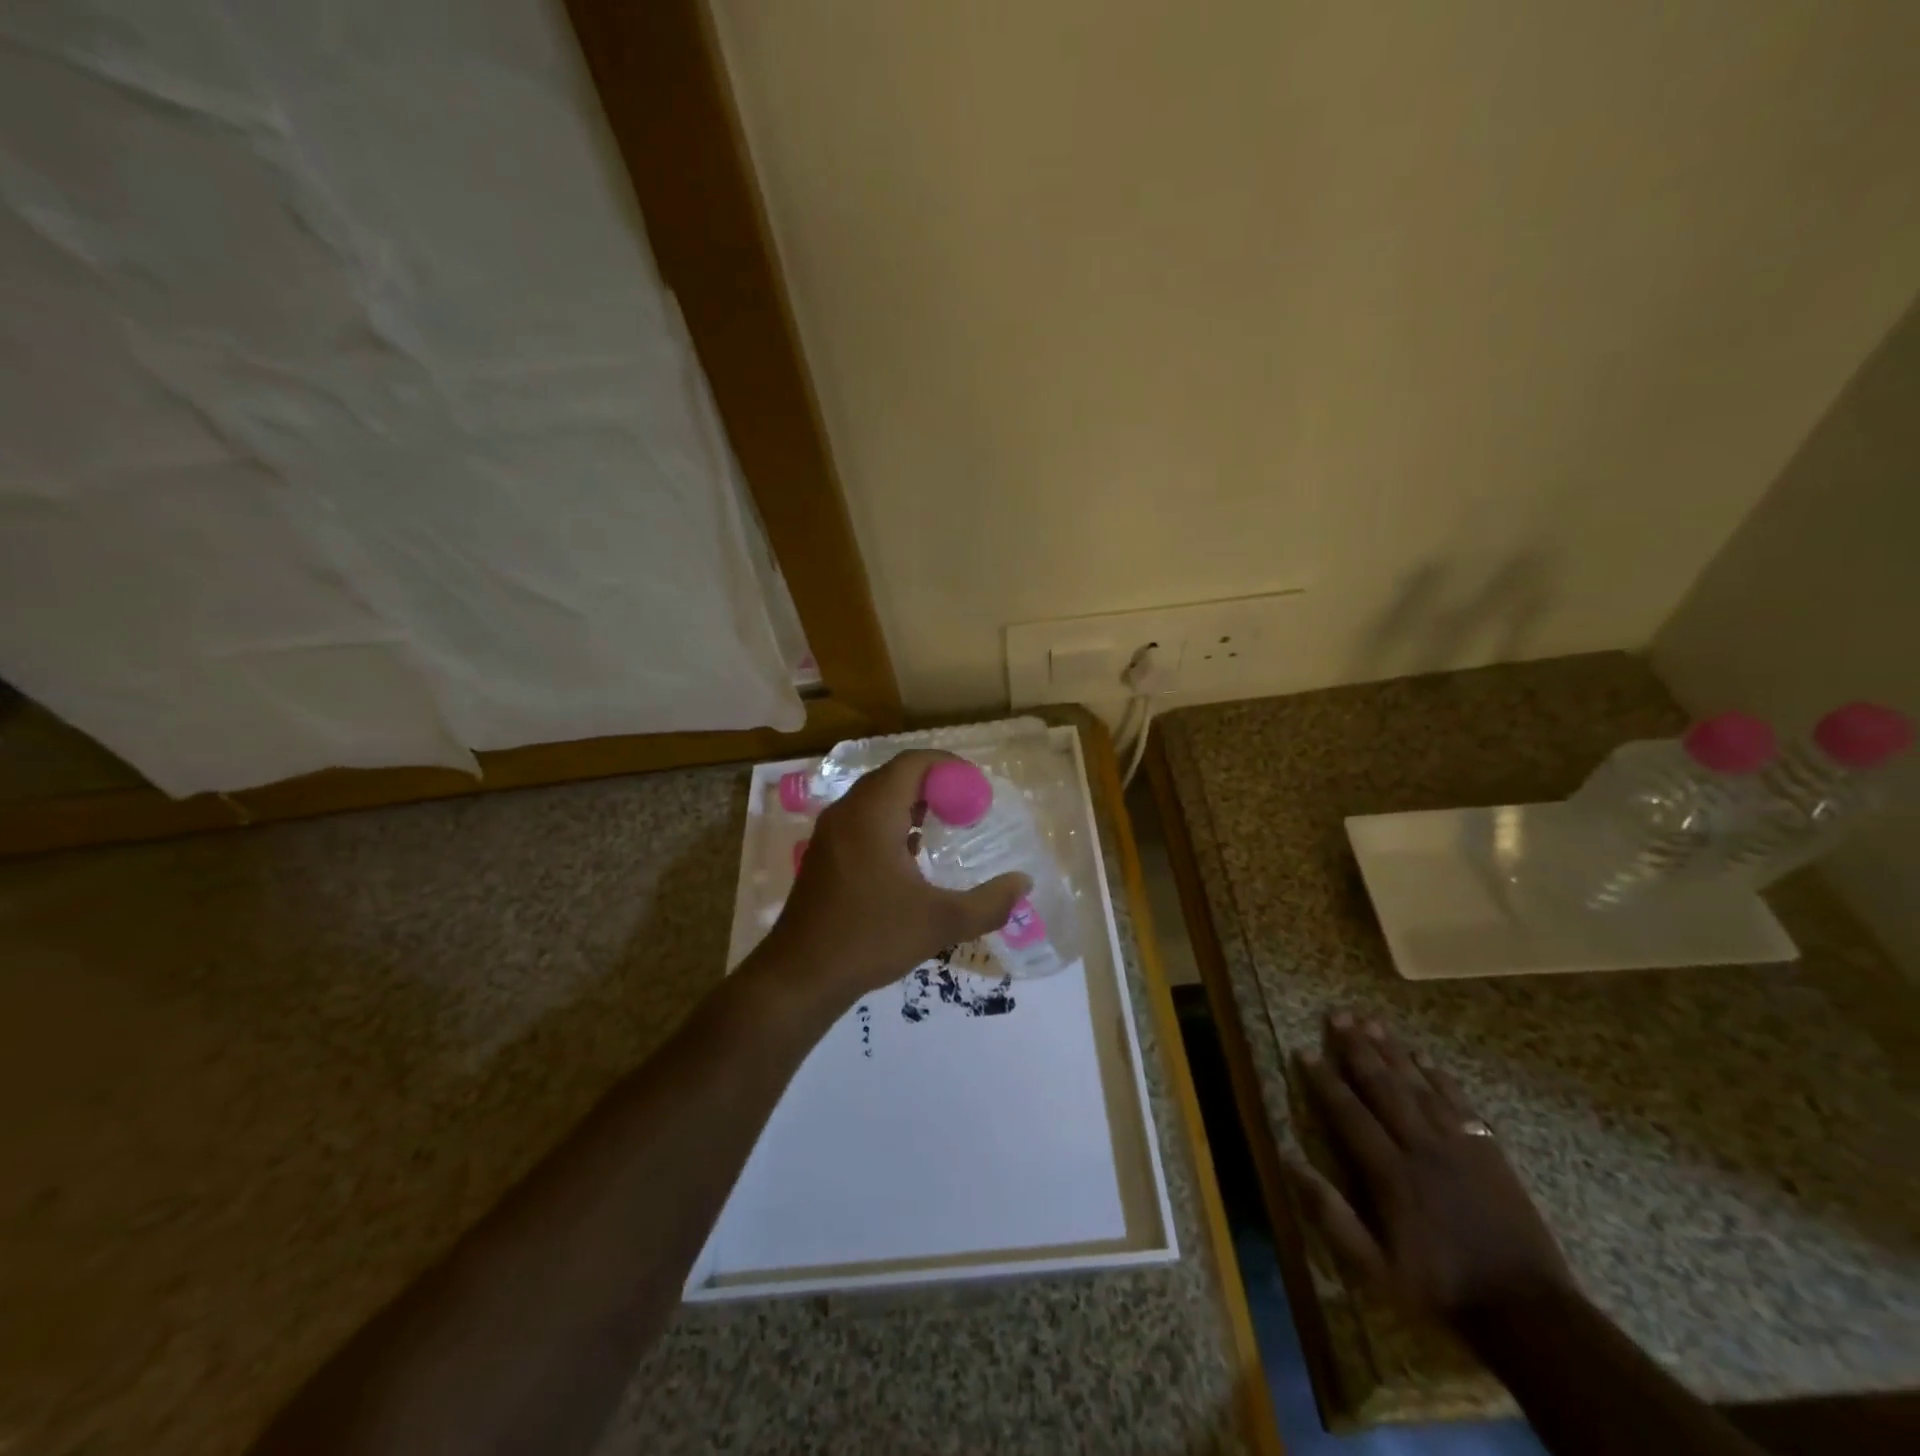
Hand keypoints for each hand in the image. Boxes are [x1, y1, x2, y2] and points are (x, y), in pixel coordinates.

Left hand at [760, 750, 1030, 1008]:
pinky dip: (890, 822)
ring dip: (911, 803)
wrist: (800, 975)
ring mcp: (831, 832)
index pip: (913, 763)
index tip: (977, 788)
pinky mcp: (824, 853)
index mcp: (873, 813)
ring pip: (876, 798)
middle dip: (934, 784)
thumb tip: (1022, 883)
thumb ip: (988, 903)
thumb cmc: (870, 938)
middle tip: (967, 808)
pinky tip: (910, 855)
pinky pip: (862, 819)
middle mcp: (848, 812)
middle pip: (894, 776)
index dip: (948, 767)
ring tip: (944, 826)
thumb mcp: (940, 923)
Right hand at [1283, 1012, 1574, 1322]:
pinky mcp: (1488, 1151)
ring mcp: (1458, 1145)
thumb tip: (1291, 1163)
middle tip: (1339, 1015)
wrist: (1528, 1312)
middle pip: (1384, 1086)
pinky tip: (1425, 1058)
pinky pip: (1459, 1103)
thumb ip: (1332, 1216)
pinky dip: (1440, 1077)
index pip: (1349, 1114)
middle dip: (1358, 1049)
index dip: (1325, 1081)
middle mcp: (1421, 1147)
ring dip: (1393, 1051)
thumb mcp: (1375, 1269)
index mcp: (1391, 1173)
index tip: (1305, 1051)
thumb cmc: (1442, 1289)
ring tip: (1372, 1021)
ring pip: (1418, 1085)